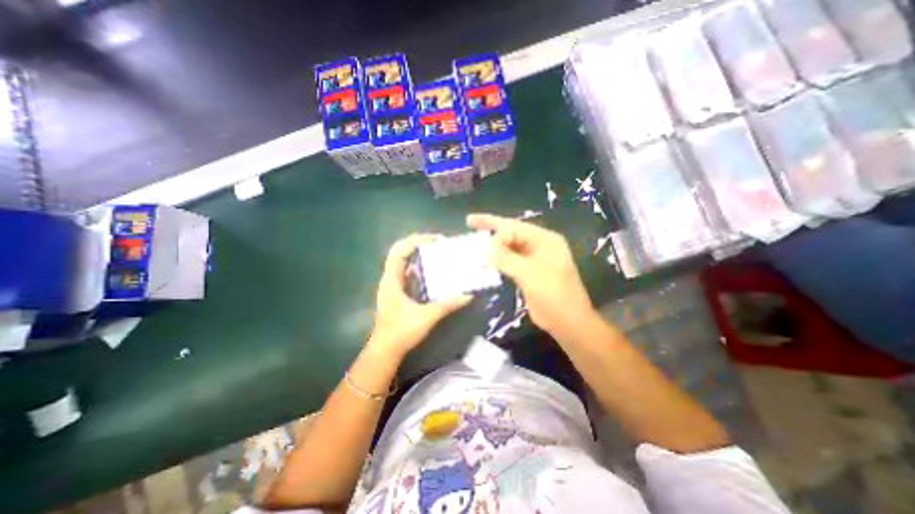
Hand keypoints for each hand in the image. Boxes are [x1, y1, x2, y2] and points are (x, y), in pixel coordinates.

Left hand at [370, 232, 474, 356]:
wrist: (385, 350)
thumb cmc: (401, 332)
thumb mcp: (427, 317)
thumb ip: (447, 305)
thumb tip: (468, 295)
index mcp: (391, 281)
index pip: (398, 251)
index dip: (415, 241)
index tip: (434, 240)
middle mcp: (389, 279)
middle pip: (399, 253)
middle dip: (417, 244)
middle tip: (437, 244)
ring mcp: (391, 286)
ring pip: (402, 263)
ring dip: (417, 255)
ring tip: (436, 253)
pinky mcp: (395, 293)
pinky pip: (405, 273)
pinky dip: (417, 267)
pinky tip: (431, 272)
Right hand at [468, 215, 598, 339]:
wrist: (567, 322)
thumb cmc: (554, 295)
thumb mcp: (530, 274)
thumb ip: (507, 259)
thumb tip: (484, 249)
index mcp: (544, 240)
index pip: (516, 228)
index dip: (498, 234)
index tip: (483, 248)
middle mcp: (538, 245)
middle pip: (511, 232)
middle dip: (491, 226)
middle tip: (470, 221)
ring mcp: (533, 259)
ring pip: (509, 246)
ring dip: (493, 244)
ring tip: (473, 237)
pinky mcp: (527, 272)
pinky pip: (509, 260)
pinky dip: (496, 259)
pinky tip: (485, 258)